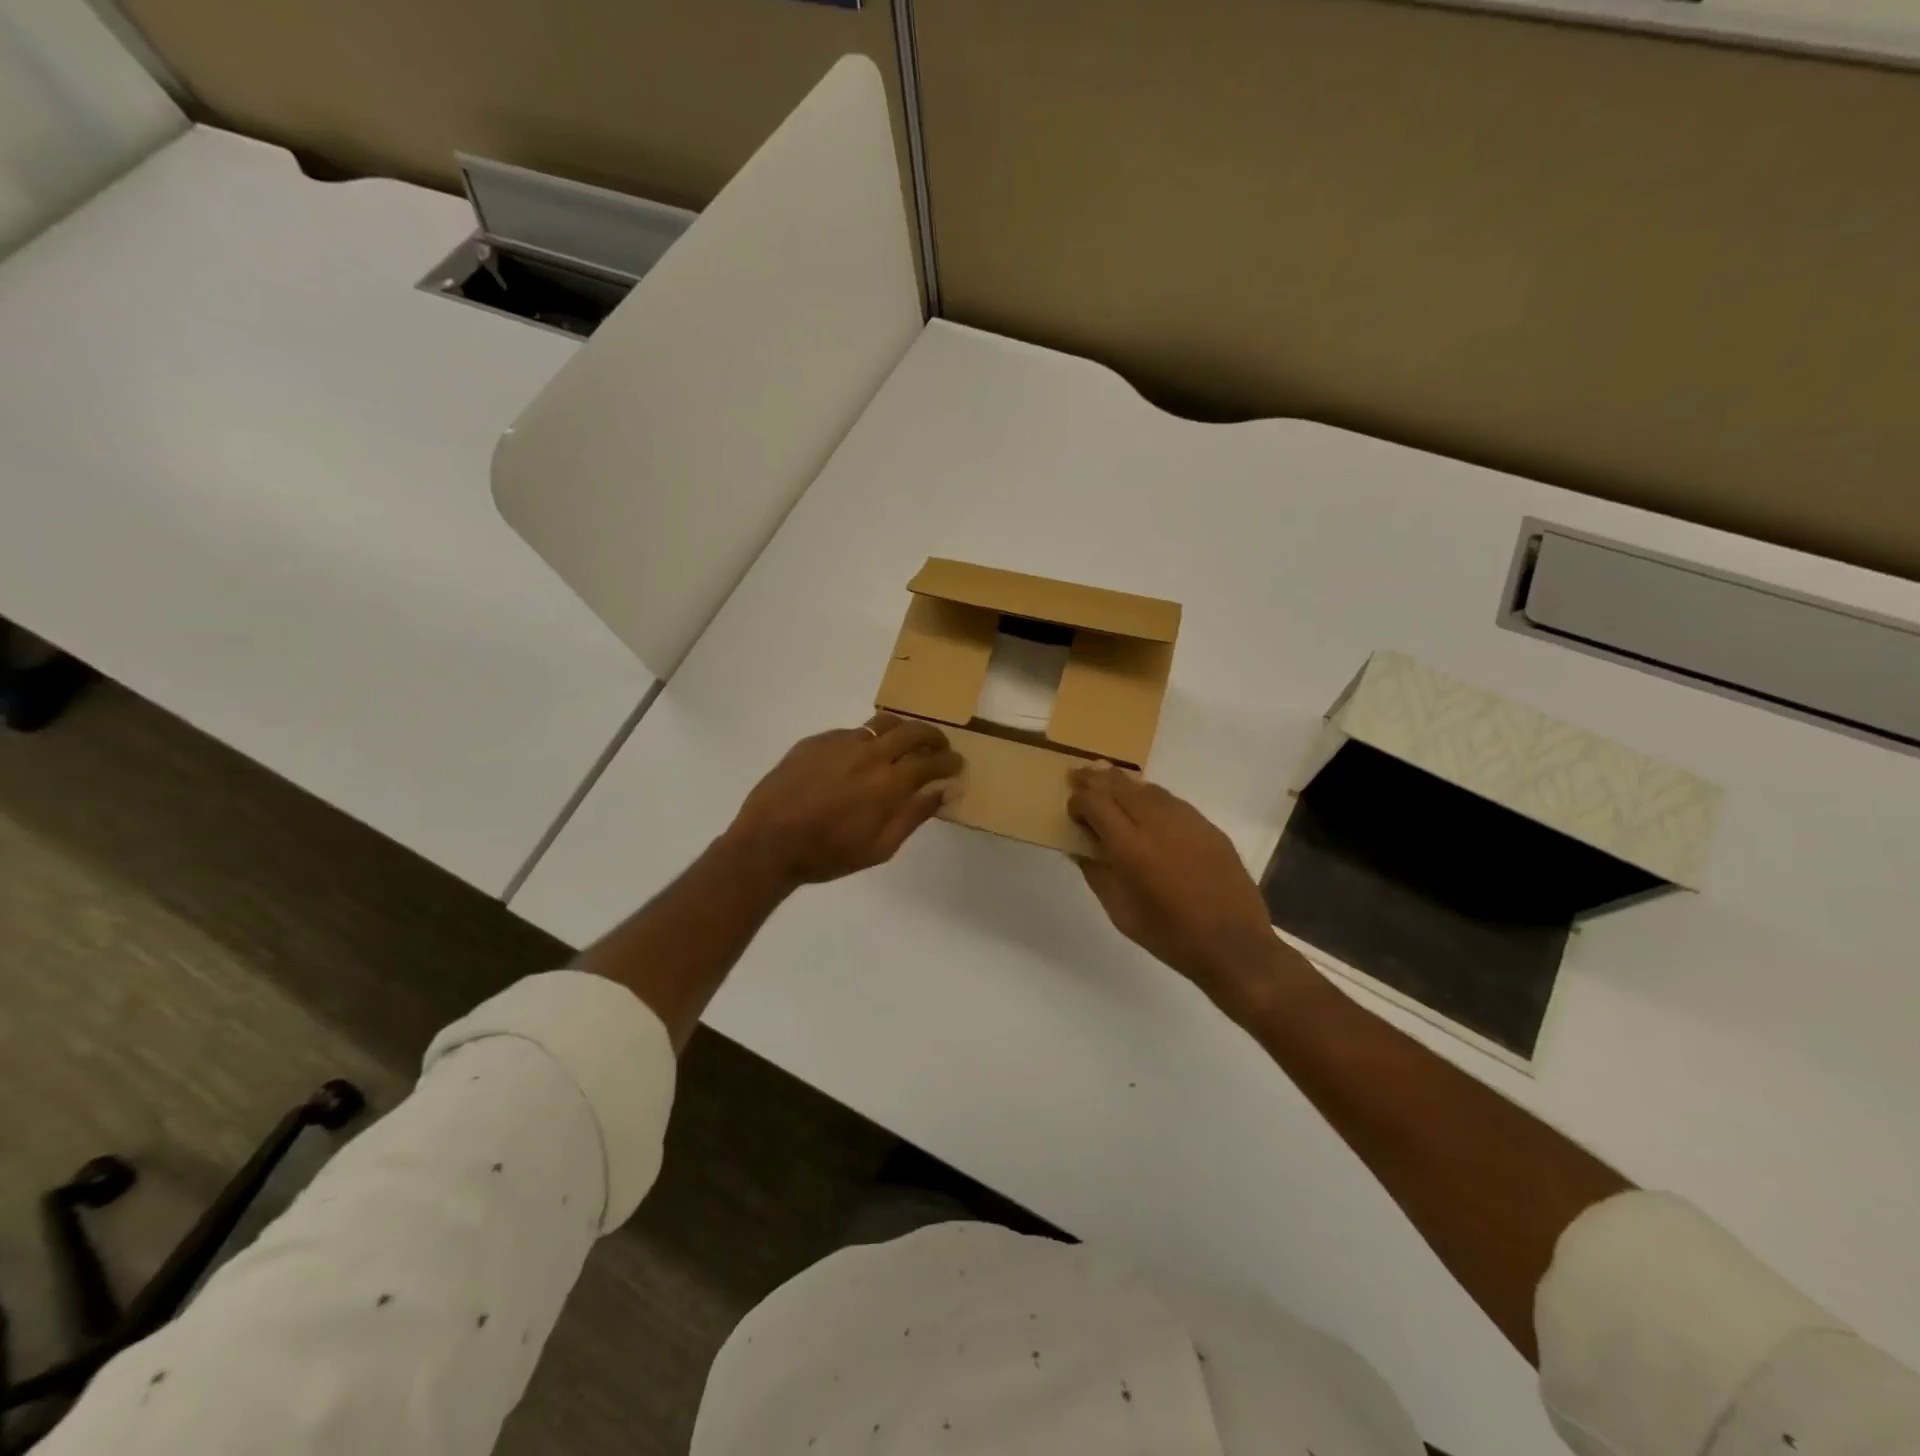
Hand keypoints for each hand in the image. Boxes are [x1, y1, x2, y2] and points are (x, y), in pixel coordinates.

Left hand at [721, 715, 961, 890]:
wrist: (768, 843)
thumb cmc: (828, 854)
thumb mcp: (879, 848)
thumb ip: (914, 816)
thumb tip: (942, 792)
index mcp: (889, 783)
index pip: (932, 761)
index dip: (950, 761)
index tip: (957, 764)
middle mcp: (869, 753)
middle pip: (912, 730)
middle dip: (933, 736)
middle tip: (938, 746)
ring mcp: (841, 742)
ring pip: (882, 723)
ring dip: (901, 730)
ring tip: (903, 743)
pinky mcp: (816, 740)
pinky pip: (851, 732)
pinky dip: (866, 741)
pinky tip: (858, 759)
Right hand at [1067, 765, 1279, 1001]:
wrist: (1234, 946)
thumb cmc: (1169, 936)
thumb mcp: (1120, 912)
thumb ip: (1096, 873)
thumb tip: (1080, 848)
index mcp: (1130, 847)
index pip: (1095, 802)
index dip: (1078, 801)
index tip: (1072, 811)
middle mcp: (1157, 823)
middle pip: (1119, 785)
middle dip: (1095, 778)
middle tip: (1079, 776)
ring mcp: (1187, 820)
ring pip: (1147, 788)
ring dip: (1123, 784)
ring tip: (1108, 784)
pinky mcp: (1208, 826)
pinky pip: (1172, 801)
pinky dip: (1151, 797)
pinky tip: (1146, 806)